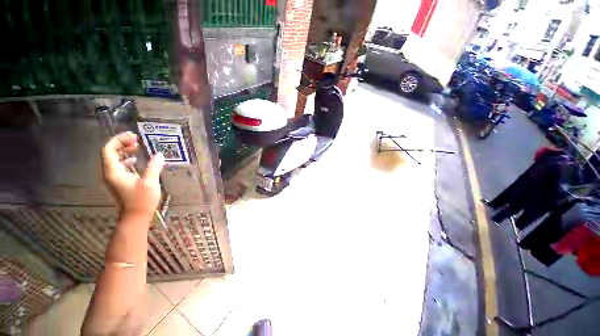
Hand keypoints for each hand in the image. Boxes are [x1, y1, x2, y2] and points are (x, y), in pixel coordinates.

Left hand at [101, 132, 164, 218]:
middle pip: (109, 152)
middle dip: (121, 143)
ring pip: (114, 159)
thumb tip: (159, 155)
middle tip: (137, 140)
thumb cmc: (141, 200)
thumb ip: (153, 167)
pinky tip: (135, 160)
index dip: (119, 140)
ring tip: (137, 147)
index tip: (134, 137)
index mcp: (113, 171)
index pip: (108, 149)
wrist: (135, 217)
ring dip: (124, 150)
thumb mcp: (150, 183)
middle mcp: (109, 173)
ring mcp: (113, 178)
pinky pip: (119, 165)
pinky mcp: (119, 182)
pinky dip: (126, 159)